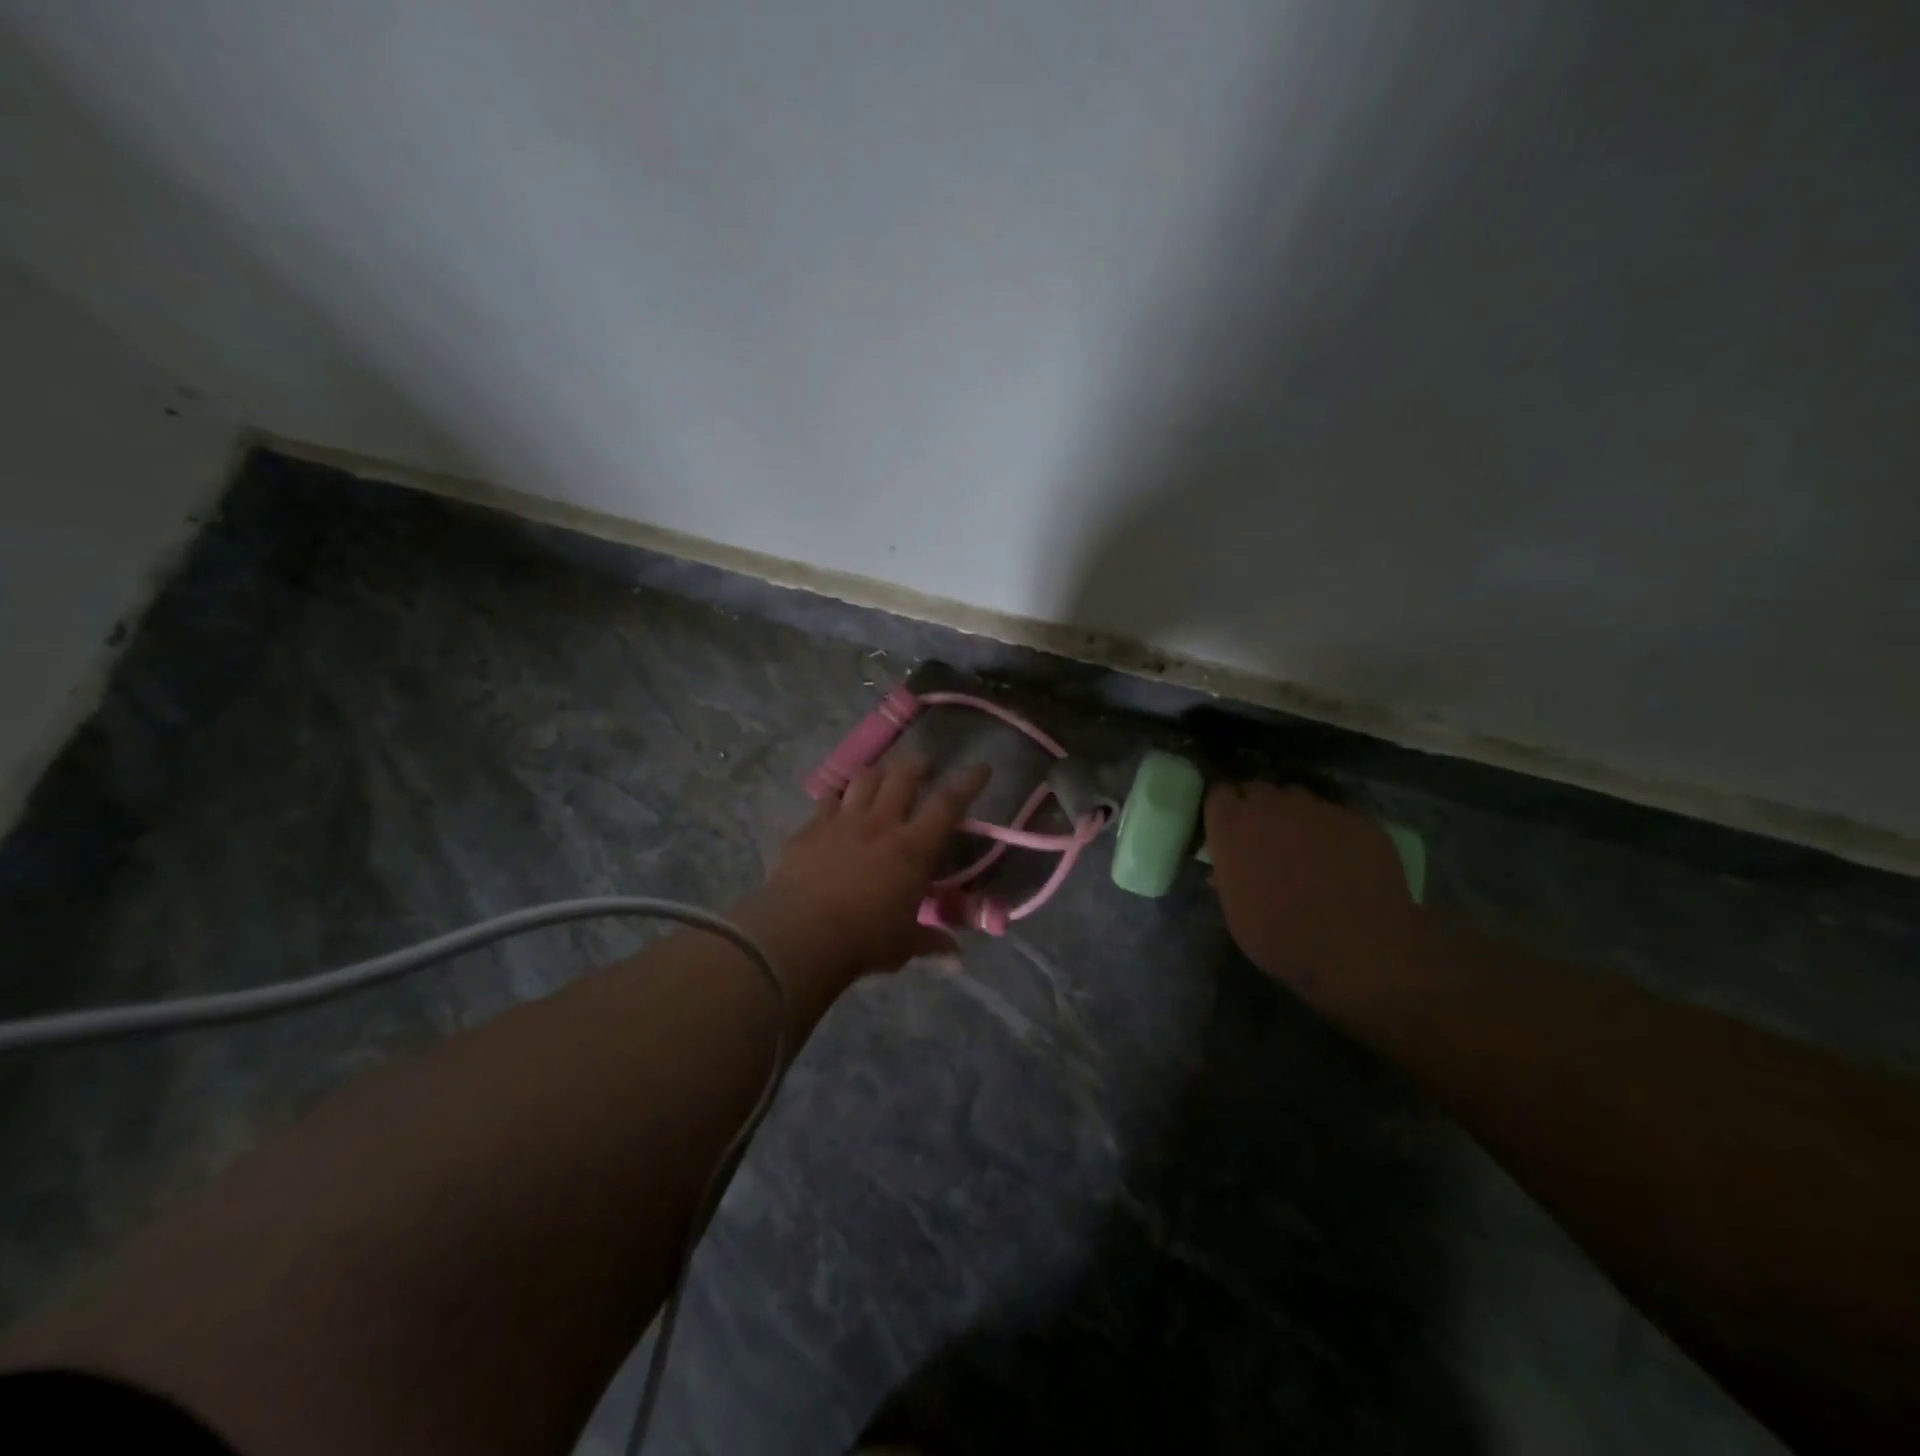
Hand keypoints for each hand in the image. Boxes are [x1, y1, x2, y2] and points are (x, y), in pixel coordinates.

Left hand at [761, 755, 991, 975]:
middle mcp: (881, 824)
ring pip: (865, 778)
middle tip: (923, 767)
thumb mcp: (904, 945)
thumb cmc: (863, 941)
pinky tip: (838, 804)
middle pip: (903, 776)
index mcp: (913, 848)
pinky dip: (839, 797)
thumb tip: (955, 957)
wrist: (799, 935)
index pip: (948, 804)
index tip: (981, 768)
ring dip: (878, 774)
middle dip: (917, 765)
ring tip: (882, 778)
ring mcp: (842, 821)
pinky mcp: (811, 828)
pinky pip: (828, 799)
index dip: (968, 782)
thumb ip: (930, 942)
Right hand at [1205, 781, 1424, 1006]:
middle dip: (1257, 807)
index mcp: (1232, 826)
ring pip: (1297, 797)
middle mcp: (1271, 805)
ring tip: (1305, 846)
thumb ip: (1228, 879)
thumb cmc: (1281, 938)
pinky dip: (1332, 831)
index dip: (1224, 809)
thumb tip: (1222, 871)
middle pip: (1257, 789)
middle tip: (1264, 838)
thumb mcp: (1236, 914)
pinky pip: (1335, 816)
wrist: (1357, 951)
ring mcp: (1317, 808)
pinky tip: (1342, 860)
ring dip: (1294, 815)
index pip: (1218, 793)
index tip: (1228, 827)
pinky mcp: (1356, 819)